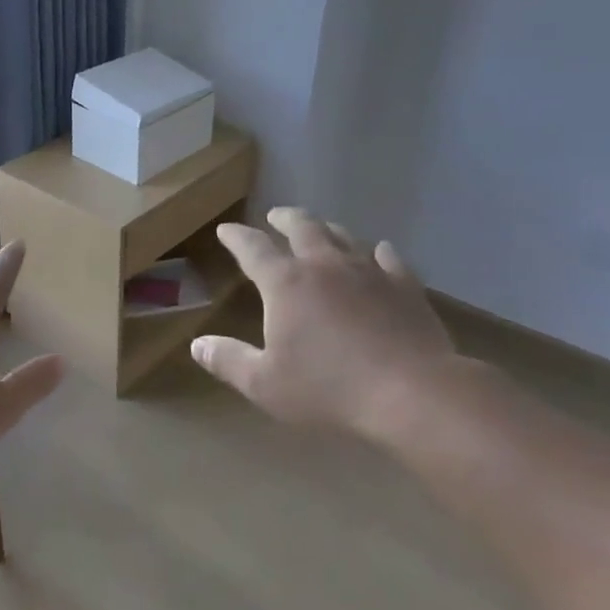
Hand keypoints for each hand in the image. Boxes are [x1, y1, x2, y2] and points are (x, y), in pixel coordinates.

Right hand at [191, 208, 465, 443]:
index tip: (225, 230)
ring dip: (327, 229)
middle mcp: (324, 266)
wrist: (412, 393)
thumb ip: (228, 360)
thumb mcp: (265, 384)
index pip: (252, 248)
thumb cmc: (329, 389)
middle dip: (284, 218)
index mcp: (285, 284)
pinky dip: (377, 252)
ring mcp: (369, 272)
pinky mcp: (405, 287)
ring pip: (343, 236)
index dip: (236, 237)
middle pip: (302, 227)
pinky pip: (388, 258)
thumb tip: (197, 345)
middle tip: (275, 216)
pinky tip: (379, 252)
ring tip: (320, 229)